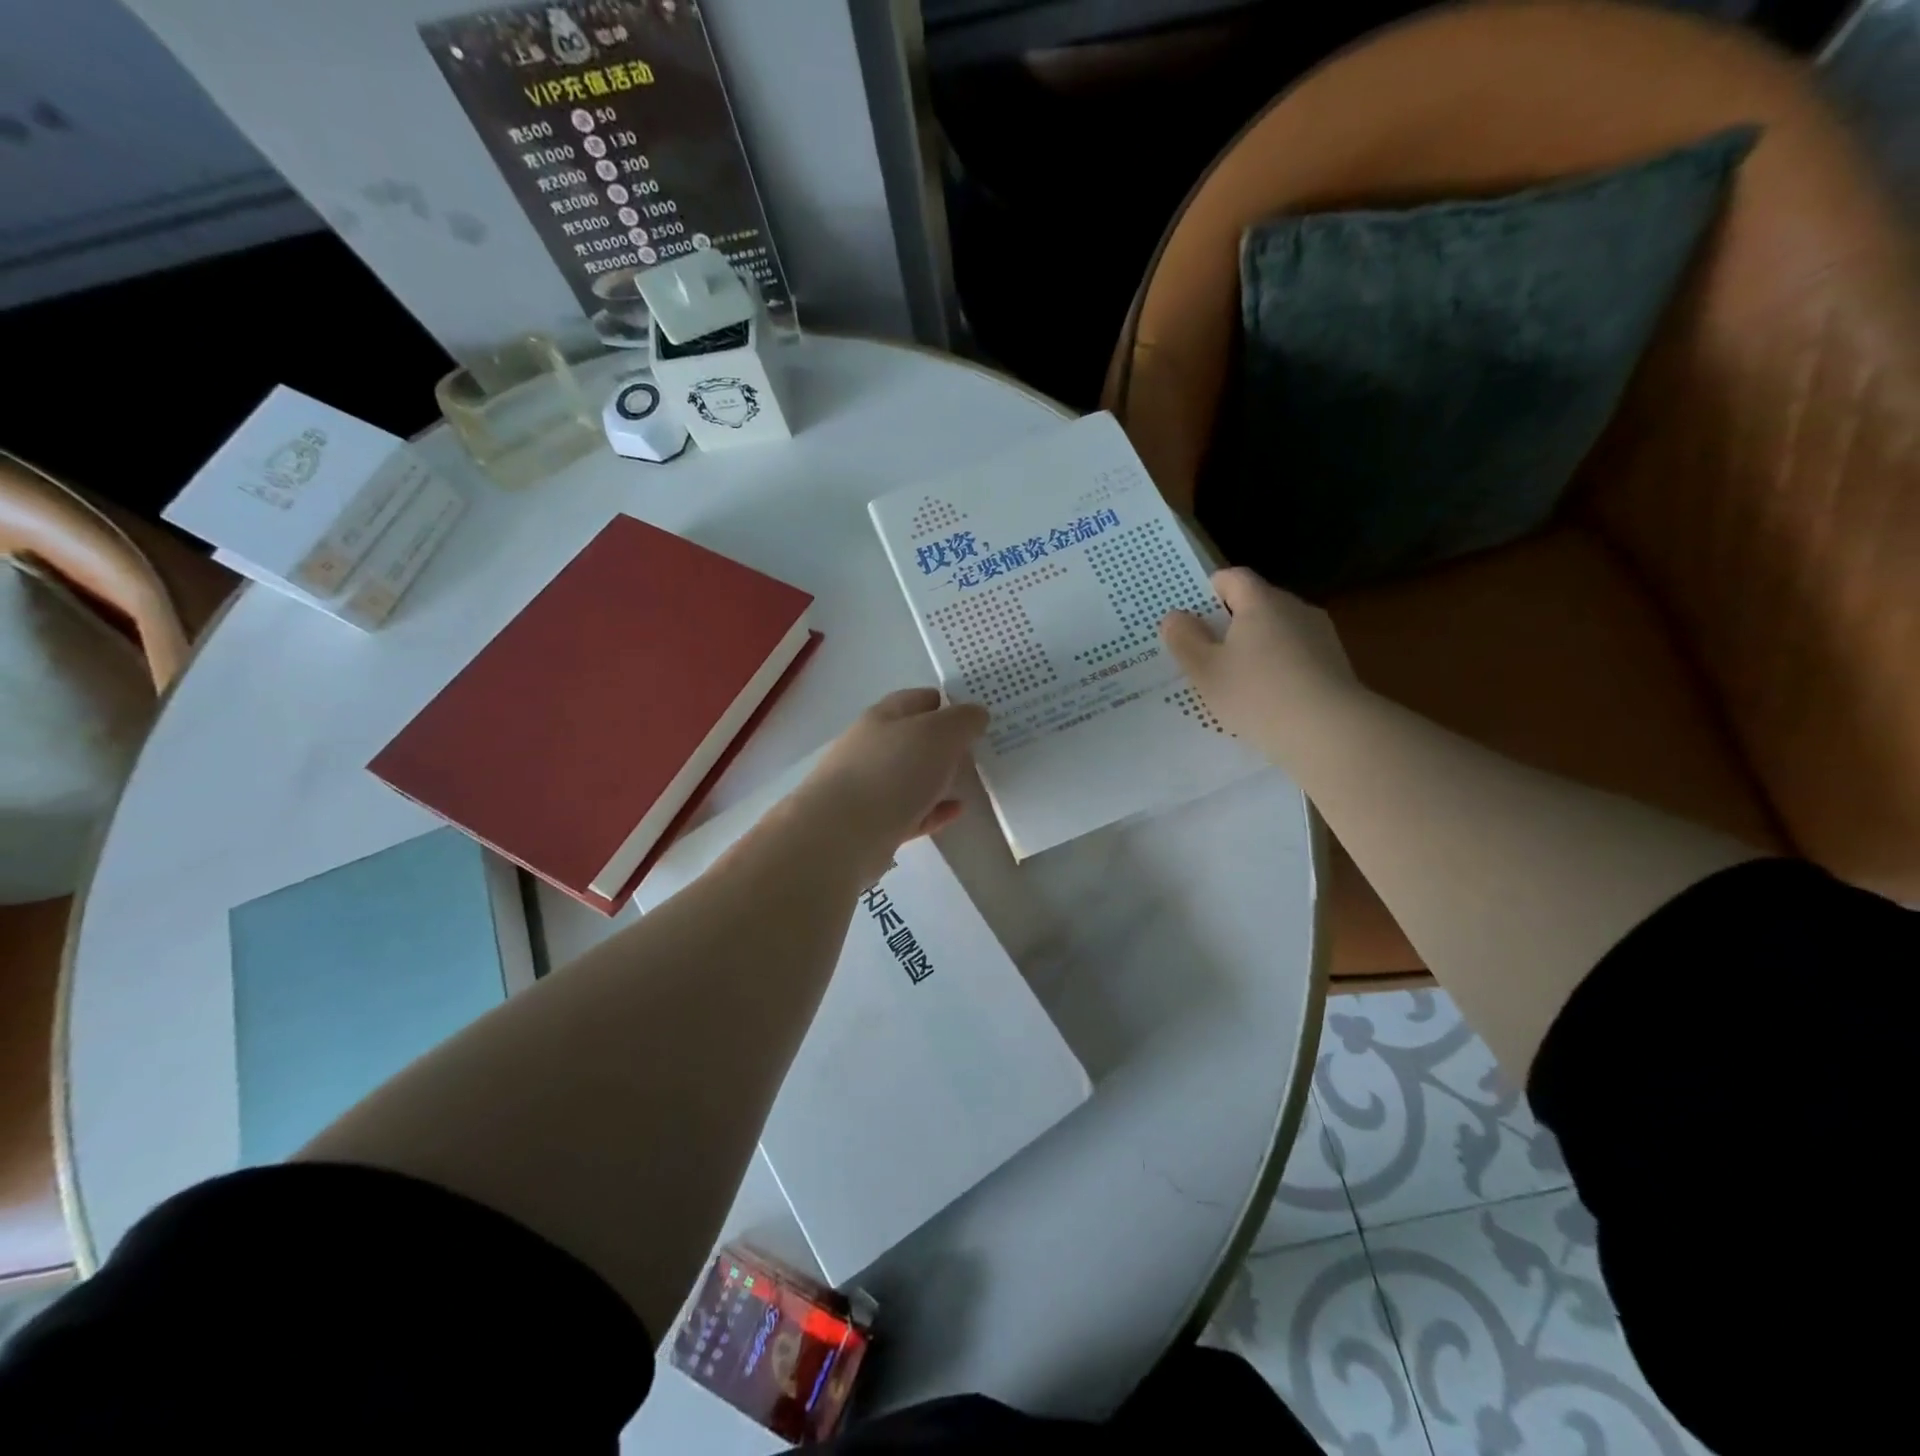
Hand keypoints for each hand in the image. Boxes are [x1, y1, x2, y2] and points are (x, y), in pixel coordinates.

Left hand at [790, 688, 988, 879]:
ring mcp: (870, 787)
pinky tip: (956, 811)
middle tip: (979, 749)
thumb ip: (962, 720)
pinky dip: (934, 810)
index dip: (947, 702)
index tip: (976, 713)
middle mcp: (873, 748)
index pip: (918, 699)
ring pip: (912, 777)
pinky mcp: (874, 825)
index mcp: (883, 717)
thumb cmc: (892, 771)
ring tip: (971, 781)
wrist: (843, 834)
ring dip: (939, 777)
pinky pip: (912, 812)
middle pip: (914, 739)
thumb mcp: (938, 733)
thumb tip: (976, 714)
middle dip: (945, 743)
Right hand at [1159, 568, 1358, 751]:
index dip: (1210, 590)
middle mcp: (1295, 608)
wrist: (1330, 732)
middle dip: (1231, 622)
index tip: (1193, 615)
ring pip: (1278, 630)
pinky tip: (1268, 698)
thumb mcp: (1205, 671)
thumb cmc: (1257, 694)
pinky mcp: (1336, 663)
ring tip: (1237, 681)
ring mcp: (1321, 635)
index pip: (1234, 577)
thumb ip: (1184, 639)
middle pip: (1257, 603)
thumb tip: (1175, 616)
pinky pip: (1297, 655)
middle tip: (1207, 653)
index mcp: (1261, 602)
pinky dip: (1279, 667)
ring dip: (1256, 646)